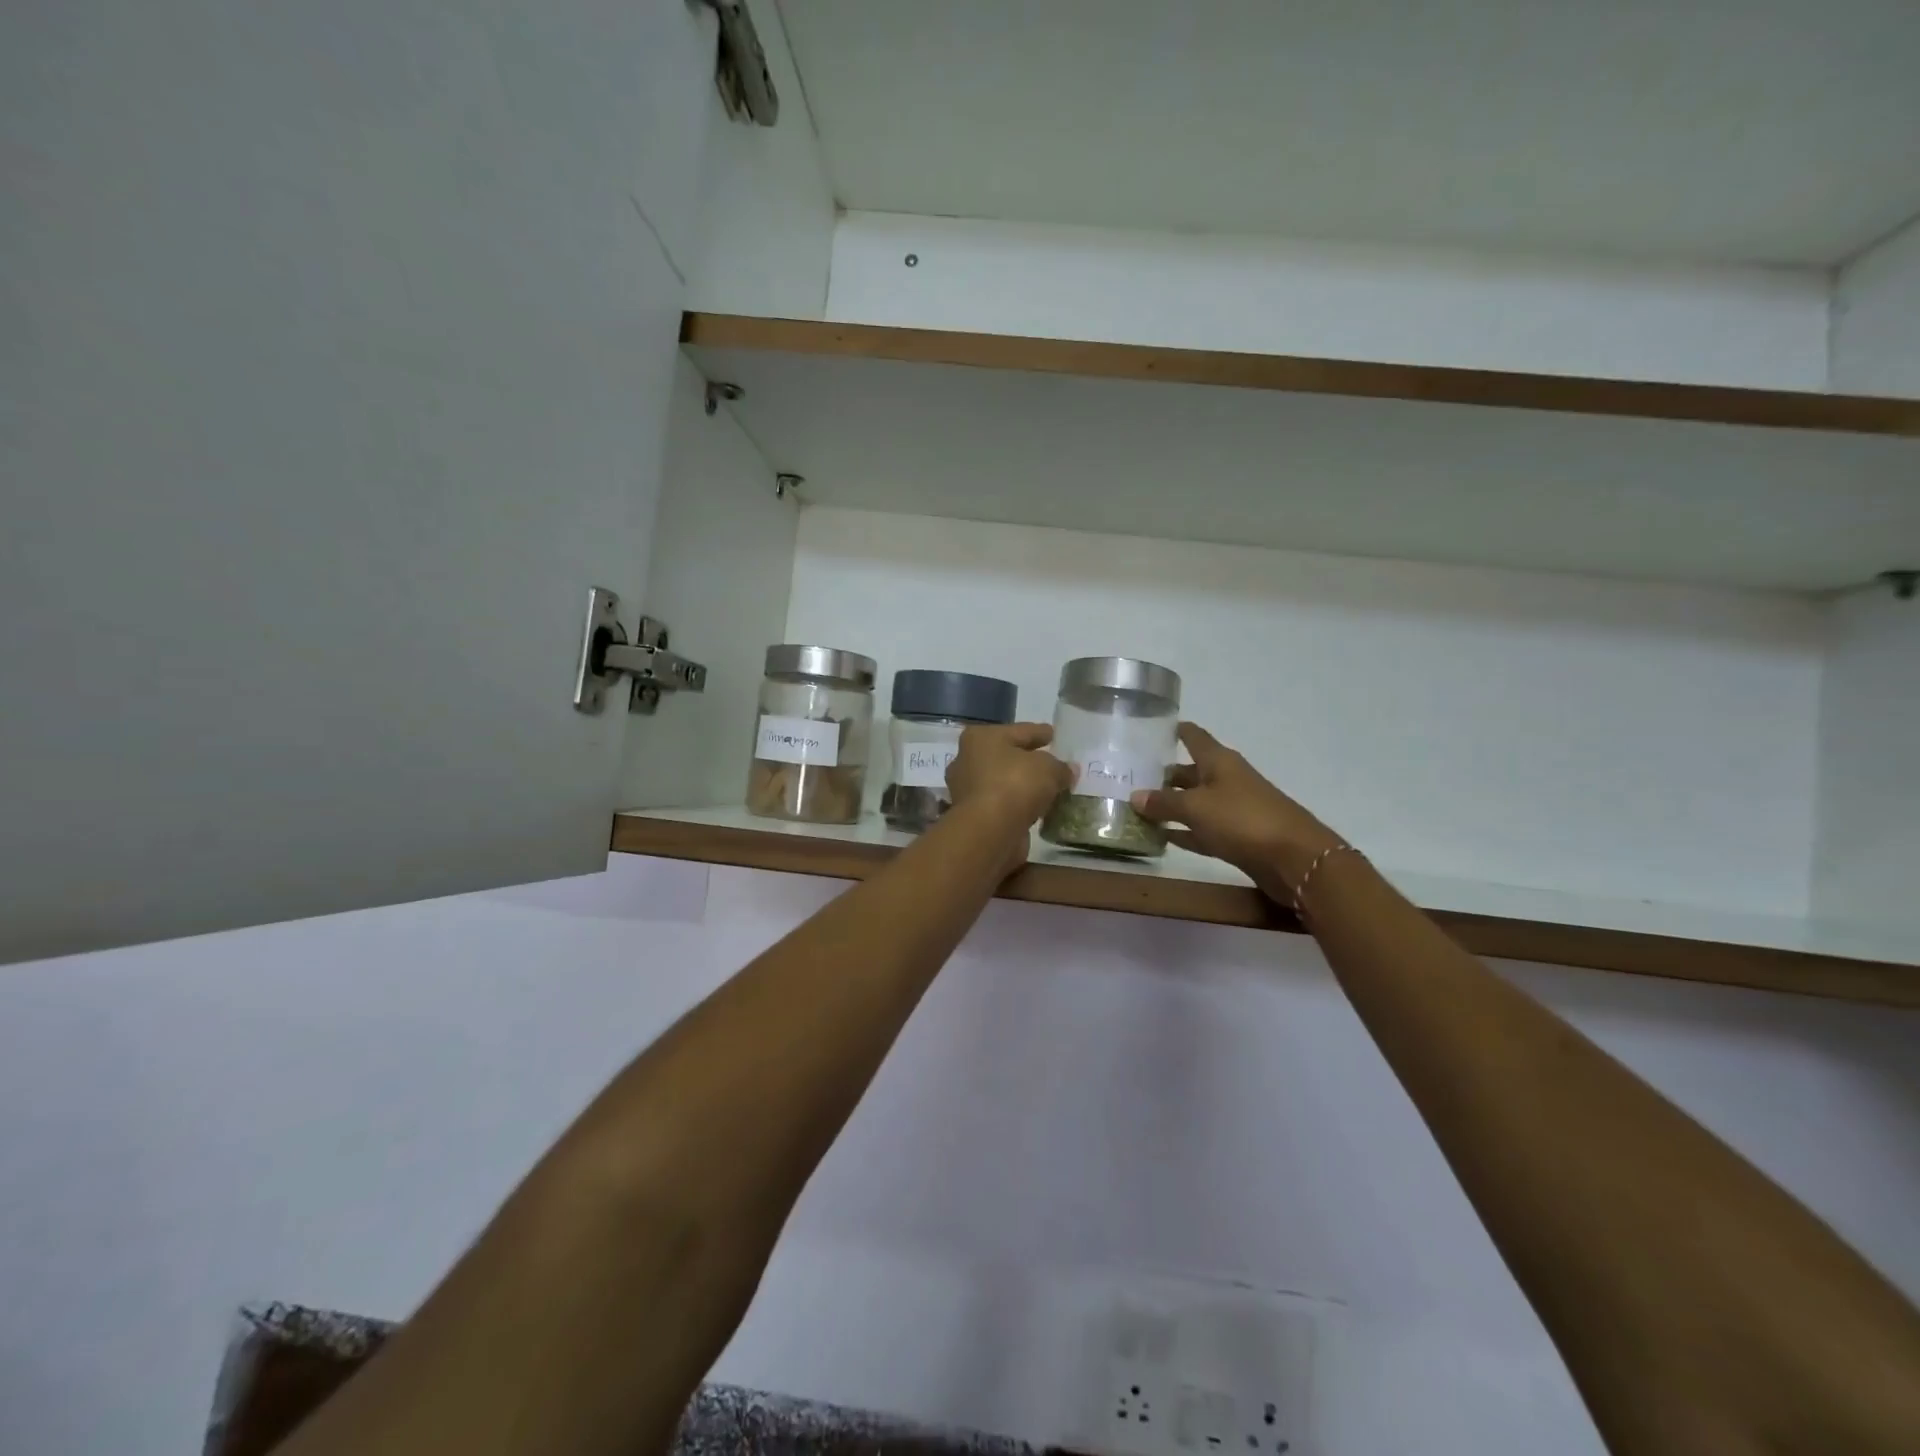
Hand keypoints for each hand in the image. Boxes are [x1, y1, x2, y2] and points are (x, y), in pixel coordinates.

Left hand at [945, 722, 1072, 834]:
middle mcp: (968, 760)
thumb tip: (1068, 770)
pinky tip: (1038, 810)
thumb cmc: (1015, 785)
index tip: (1054, 734)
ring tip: (1050, 790)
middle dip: (1030, 761)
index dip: (1039, 732)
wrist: (989, 831)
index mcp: (982, 738)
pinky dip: (1019, 806)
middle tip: (1054, 764)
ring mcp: (968, 790)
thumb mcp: (1048, 768)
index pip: (1020, 731)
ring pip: (1005, 782)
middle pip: (1008, 756)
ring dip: (1024, 786)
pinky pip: (1004, 804)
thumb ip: (1060, 767)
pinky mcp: (974, 816)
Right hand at [1130, 723, 1344, 900]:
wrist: (1294, 858)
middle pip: (1191, 771)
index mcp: (1219, 761)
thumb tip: (1135, 796)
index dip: (1174, 731)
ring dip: (1171, 805)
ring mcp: (1234, 809)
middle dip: (1164, 775)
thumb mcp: (1196, 807)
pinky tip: (1163, 837)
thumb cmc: (1242, 819)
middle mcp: (1226, 779)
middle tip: (1131, 778)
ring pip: (1196, 802)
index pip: (1193, 736)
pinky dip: (1185, 832)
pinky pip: (1203, 829)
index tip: (1150, 730)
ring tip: (1139, 808)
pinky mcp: (1238, 837)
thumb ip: (1164, 802)